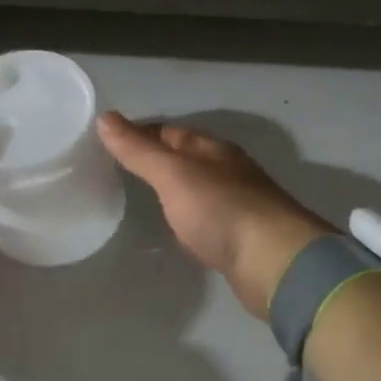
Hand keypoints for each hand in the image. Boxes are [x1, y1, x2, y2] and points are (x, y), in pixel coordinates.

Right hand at [97, 112, 333, 317]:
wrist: (274, 262)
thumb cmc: (220, 209)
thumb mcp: (173, 174)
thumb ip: (140, 150)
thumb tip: (105, 117)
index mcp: (213, 150)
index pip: (170, 131)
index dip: (140, 133)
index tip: (108, 141)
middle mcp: (228, 171)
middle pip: (186, 159)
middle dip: (157, 161)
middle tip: (119, 171)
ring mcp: (237, 204)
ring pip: (198, 190)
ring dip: (174, 192)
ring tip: (143, 200)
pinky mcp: (241, 238)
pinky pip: (208, 221)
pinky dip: (189, 221)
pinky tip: (178, 233)